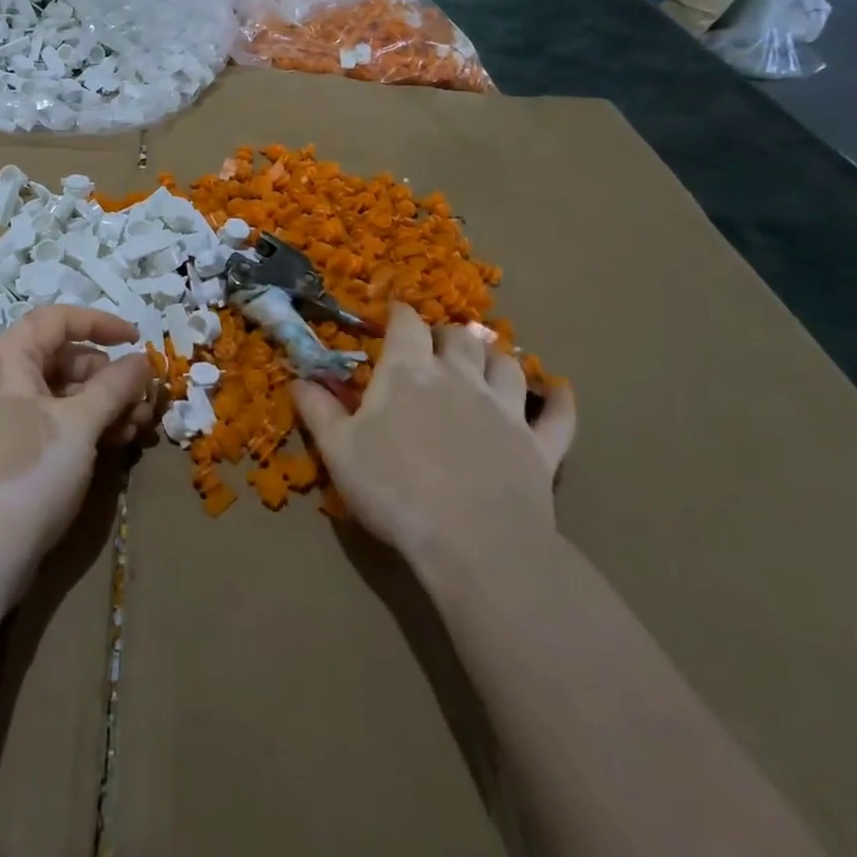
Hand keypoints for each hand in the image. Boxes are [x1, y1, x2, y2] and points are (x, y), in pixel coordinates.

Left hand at [0, 307, 155, 619]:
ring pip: (61, 394)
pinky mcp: (5, 448)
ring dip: (103, 405)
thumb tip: (143, 360)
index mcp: (5, 358)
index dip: (101, 323)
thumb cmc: (28, 471)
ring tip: (137, 429)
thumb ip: (115, 385)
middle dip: (109, 377)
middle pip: (62, 358)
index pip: (57, 320)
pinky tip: (116, 444)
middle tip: (144, 402)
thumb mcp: (79, 423)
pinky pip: (50, 421)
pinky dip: (83, 427)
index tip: (138, 340)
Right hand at [292, 303, 575, 577]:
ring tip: (484, 360)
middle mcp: (461, 378)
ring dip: (493, 356)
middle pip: (460, 338)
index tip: (392, 314)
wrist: (474, 543)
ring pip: (506, 364)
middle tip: (435, 345)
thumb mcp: (339, 450)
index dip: (399, 314)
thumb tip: (298, 379)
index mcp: (409, 372)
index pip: (407, 324)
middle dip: (446, 334)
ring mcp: (507, 410)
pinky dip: (558, 399)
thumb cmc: (395, 490)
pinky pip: (558, 414)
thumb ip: (318, 410)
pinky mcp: (540, 446)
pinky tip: (558, 390)